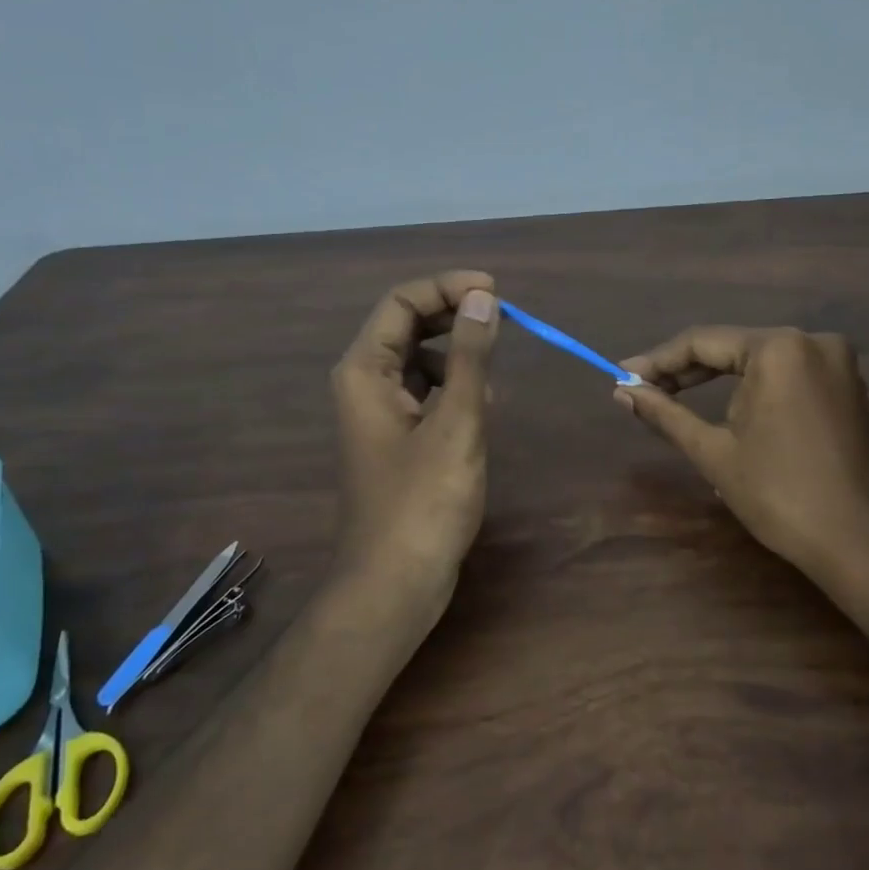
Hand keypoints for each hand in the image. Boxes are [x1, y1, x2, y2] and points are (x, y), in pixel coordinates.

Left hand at [331, 271, 498, 605]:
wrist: (396, 581)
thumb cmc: (424, 501)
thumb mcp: (456, 422)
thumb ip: (470, 357)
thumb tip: (483, 298)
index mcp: (366, 370)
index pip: (402, 302)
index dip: (447, 287)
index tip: (496, 292)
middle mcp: (365, 383)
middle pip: (408, 325)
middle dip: (454, 315)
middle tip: (503, 318)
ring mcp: (381, 413)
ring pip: (420, 360)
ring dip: (457, 354)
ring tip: (493, 371)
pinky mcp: (399, 439)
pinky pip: (427, 393)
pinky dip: (455, 388)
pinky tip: (481, 407)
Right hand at [615, 327, 868, 581]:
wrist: (850, 541)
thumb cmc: (775, 494)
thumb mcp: (712, 450)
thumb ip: (665, 413)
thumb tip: (622, 392)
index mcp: (780, 348)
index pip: (704, 343)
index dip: (658, 361)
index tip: (623, 378)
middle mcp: (815, 342)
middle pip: (735, 348)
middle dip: (688, 371)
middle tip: (644, 389)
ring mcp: (841, 365)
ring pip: (764, 361)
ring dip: (722, 380)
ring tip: (680, 398)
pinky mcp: (852, 390)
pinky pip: (793, 377)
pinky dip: (760, 389)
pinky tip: (736, 410)